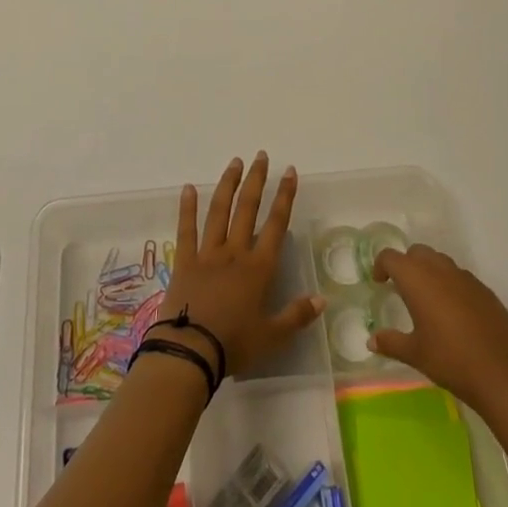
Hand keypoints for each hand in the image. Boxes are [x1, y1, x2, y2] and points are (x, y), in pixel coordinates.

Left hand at [155, 153, 323, 377]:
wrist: (190, 351)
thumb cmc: (234, 345)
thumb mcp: (272, 337)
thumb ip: (297, 316)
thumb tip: (322, 299)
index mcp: (258, 268)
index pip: (276, 224)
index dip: (284, 196)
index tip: (289, 171)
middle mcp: (234, 252)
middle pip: (247, 208)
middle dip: (256, 180)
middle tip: (261, 156)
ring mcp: (208, 253)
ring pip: (219, 211)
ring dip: (228, 185)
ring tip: (235, 162)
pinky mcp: (185, 261)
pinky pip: (186, 229)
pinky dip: (187, 208)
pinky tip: (189, 188)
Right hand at [370, 244, 507, 416]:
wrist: (504, 373)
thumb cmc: (451, 360)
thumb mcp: (415, 354)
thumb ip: (391, 342)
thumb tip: (371, 340)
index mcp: (417, 278)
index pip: (391, 257)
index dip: (381, 265)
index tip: (379, 282)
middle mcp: (440, 269)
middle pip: (417, 252)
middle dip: (406, 264)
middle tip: (401, 289)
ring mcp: (465, 277)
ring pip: (440, 261)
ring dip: (428, 272)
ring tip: (427, 301)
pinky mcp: (484, 290)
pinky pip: (459, 277)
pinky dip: (449, 284)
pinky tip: (453, 314)